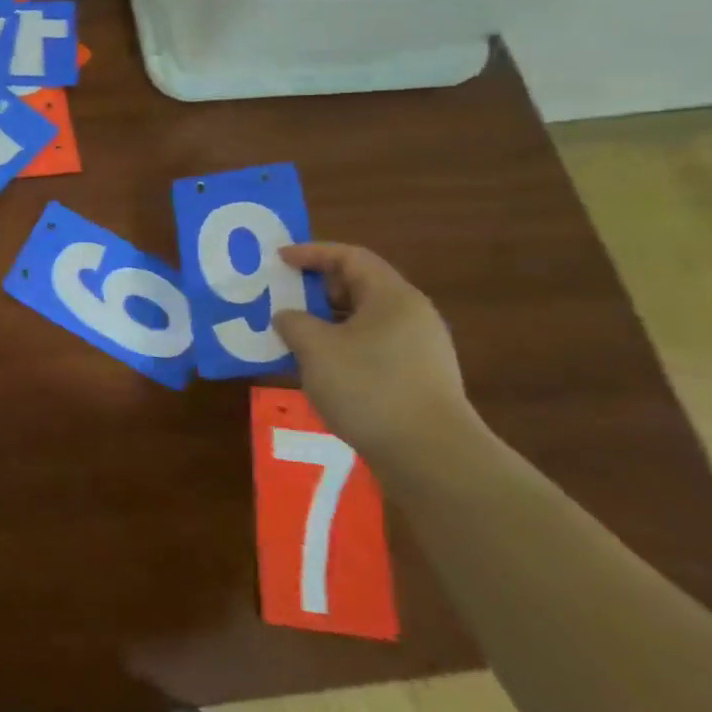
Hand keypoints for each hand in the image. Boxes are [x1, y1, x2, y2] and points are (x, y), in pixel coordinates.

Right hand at [272, 243, 481, 468]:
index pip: (350, 257)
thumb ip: (294, 323)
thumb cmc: (369, 388)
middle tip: (282, 298)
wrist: (432, 458)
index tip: (279, 260)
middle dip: (316, 289)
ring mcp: (418, 350)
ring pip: (363, 321)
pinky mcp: (417, 380)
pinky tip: (317, 369)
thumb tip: (288, 317)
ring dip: (325, 323)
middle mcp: (411, 316)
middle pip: (359, 287)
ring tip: (292, 335)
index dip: (311, 253)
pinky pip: (371, 349)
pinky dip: (340, 349)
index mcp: (392, 297)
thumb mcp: (316, 348)